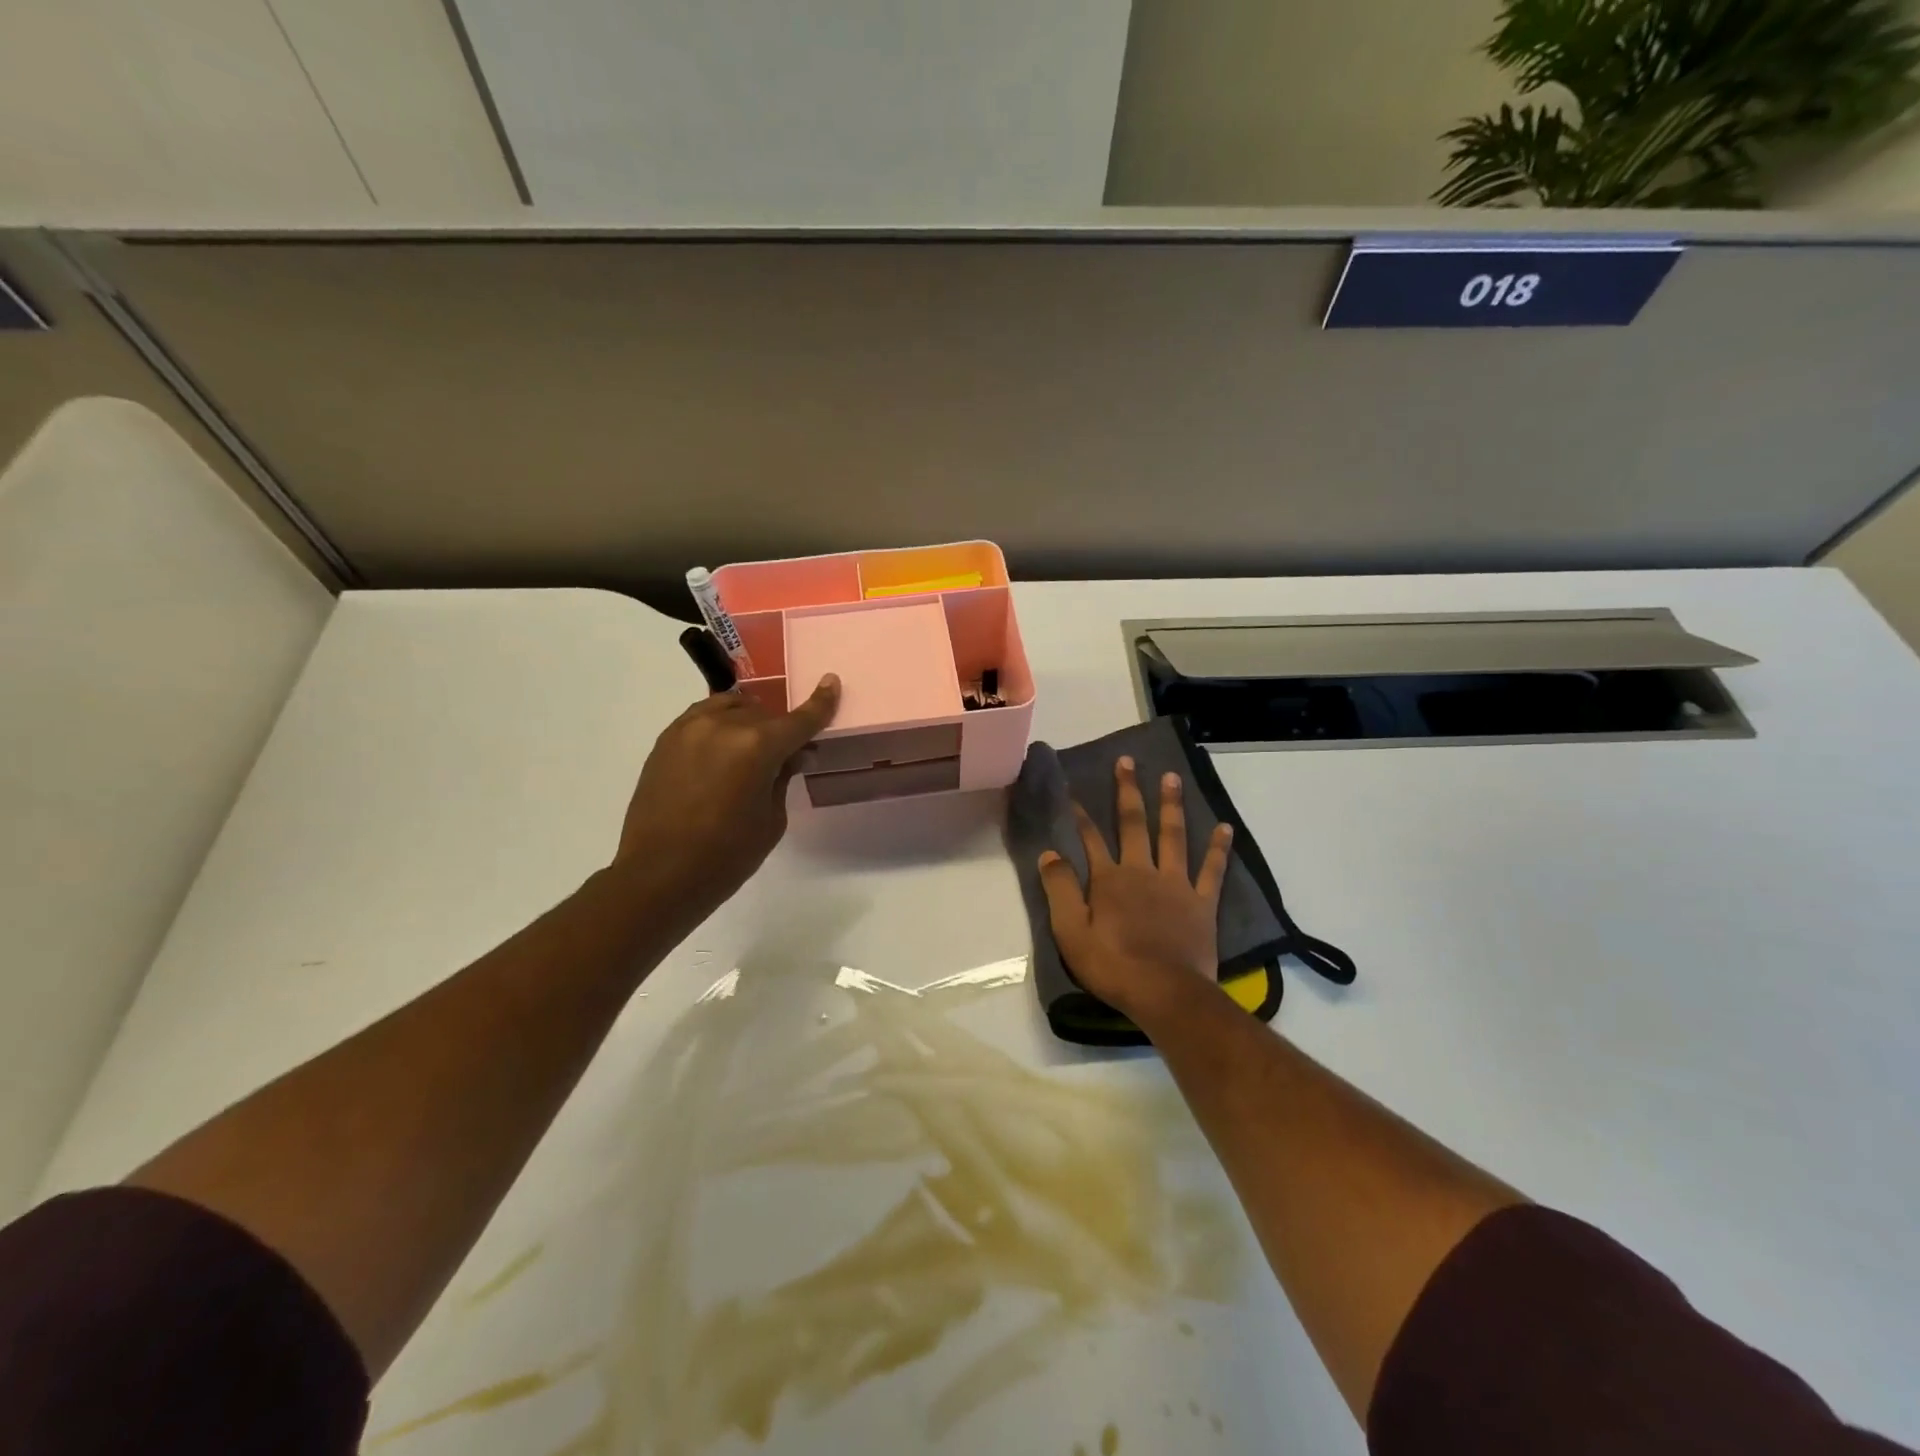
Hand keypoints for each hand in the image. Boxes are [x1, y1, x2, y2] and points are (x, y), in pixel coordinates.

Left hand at [614, 676, 839, 923]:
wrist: (658, 875)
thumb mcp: (771, 820)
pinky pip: (702, 717)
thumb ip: (783, 777)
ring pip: (731, 706)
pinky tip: (721, 751)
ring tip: (749, 748)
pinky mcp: (666, 739)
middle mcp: (723, 725)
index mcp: (757, 746)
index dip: (819, 703)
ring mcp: (689, 728)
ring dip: (747, 721)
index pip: (799, 719)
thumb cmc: (727, 856)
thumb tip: (794, 754)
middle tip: (784, 757)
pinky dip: (720, 725)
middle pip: (764, 714)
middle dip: (779, 731)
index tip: (831, 683)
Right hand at [1037, 756, 1232, 1022]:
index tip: (1075, 793)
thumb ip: (1059, 889)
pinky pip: (1212, 870)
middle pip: (1133, 824)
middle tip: (1128, 761)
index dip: (1082, 816)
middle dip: (1128, 791)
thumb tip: (1050, 853)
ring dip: (1171, 805)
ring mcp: (1175, 884)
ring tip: (1172, 777)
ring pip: (1173, 835)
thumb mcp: (1070, 931)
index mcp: (1109, 879)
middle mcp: (1142, 871)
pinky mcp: (1201, 902)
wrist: (1164, 992)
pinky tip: (1224, 827)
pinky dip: (1218, 848)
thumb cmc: (1112, 965)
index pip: (1091, 839)